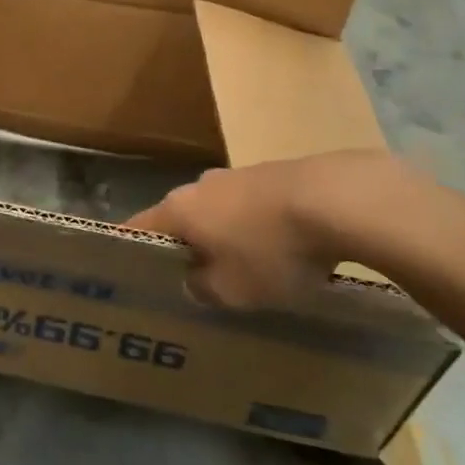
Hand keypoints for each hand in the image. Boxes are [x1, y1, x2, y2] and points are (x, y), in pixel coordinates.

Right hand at [129, 151, 413, 309]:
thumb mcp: (232, 290)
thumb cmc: (270, 250)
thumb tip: (194, 279)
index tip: (129, 273)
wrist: (336, 199)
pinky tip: (280, 251)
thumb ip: (203, 288)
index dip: (132, 251)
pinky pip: (251, 208)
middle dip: (186, 247)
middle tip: (193, 280)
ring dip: (225, 237)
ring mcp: (237, 175)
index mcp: (179, 209)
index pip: (138, 229)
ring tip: (243, 269)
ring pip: (218, 212)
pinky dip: (256, 229)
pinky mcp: (273, 174)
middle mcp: (200, 186)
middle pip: (181, 219)